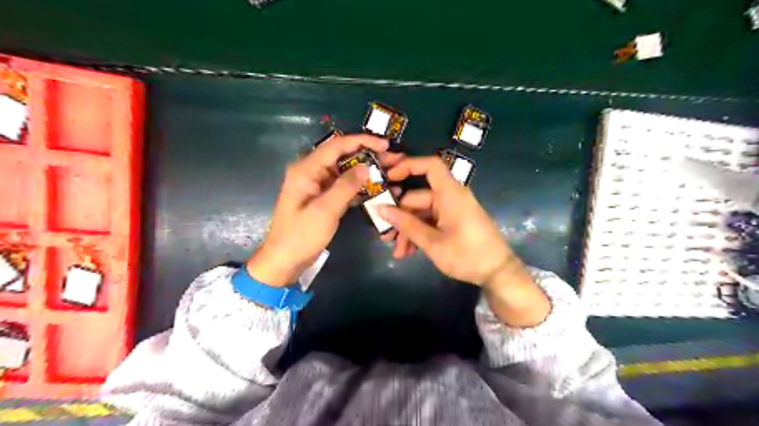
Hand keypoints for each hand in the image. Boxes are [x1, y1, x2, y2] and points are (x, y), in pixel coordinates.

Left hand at [250, 134, 387, 285]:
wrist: (285, 260)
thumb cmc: (301, 235)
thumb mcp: (325, 210)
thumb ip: (345, 186)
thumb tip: (365, 166)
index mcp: (306, 169)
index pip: (337, 146)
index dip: (362, 141)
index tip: (386, 145)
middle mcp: (312, 172)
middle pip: (343, 156)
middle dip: (369, 155)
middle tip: (394, 159)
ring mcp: (319, 185)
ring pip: (347, 171)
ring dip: (368, 171)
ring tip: (392, 171)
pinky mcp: (325, 198)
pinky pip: (345, 186)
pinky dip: (361, 187)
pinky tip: (380, 189)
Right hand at [376, 156, 512, 285]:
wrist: (498, 273)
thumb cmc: (467, 255)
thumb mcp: (432, 242)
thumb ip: (406, 225)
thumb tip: (380, 209)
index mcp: (450, 194)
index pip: (429, 166)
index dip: (408, 166)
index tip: (388, 177)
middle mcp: (450, 197)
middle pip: (417, 197)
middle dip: (399, 218)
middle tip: (386, 237)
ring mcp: (452, 210)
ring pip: (421, 213)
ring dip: (408, 230)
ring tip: (398, 252)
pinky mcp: (453, 222)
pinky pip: (430, 221)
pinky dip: (419, 234)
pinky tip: (409, 252)